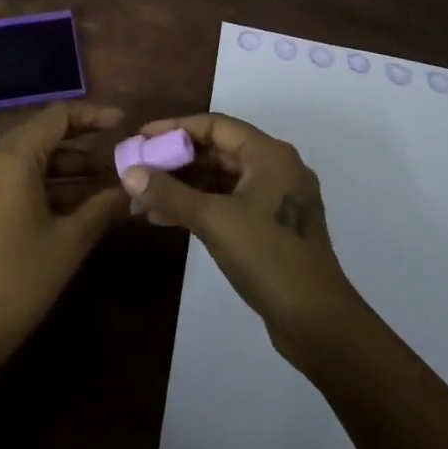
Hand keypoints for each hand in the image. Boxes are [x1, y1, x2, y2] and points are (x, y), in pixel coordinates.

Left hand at [0, 102, 128, 383]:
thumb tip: (133, 191)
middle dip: (83, 142)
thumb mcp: (69, 242)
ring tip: (108, 179)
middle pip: (43, 132)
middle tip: (119, 152)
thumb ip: (103, 207)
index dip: (92, 116)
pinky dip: (47, 181)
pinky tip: (79, 199)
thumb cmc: (19, 281)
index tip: (123, 123)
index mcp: (11, 159)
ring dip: (67, 165)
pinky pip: (16, 175)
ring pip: (31, 156)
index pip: (57, 117)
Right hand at [124, 112, 362, 367]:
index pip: (215, 125)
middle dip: (177, 160)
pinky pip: (229, 202)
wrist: (318, 323)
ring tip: (144, 198)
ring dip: (184, 186)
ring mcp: (275, 199)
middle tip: (139, 168)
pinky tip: (167, 218)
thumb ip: (170, 194)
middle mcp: (275, 168)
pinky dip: (200, 206)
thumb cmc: (268, 257)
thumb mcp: (214, 220)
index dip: (175, 128)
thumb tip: (129, 172)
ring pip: (221, 179)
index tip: (142, 137)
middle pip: (218, 150)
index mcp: (269, 154)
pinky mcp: (271, 227)